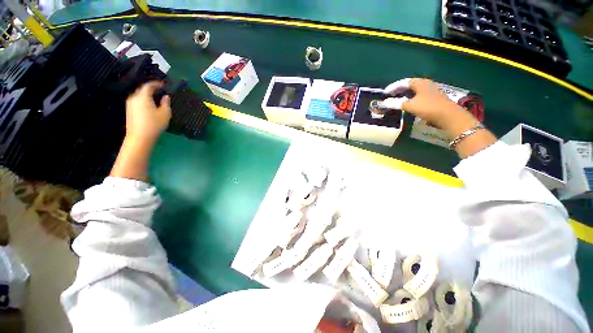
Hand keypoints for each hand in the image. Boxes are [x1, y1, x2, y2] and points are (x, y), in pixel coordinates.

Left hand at [125, 81, 170, 141]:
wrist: (140, 137)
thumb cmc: (154, 124)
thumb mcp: (165, 114)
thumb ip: (166, 103)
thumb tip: (165, 96)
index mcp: (143, 96)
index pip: (149, 85)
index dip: (156, 84)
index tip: (164, 84)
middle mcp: (134, 97)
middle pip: (142, 89)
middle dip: (151, 89)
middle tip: (160, 91)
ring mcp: (130, 104)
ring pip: (139, 95)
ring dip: (147, 95)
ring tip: (156, 98)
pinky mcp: (129, 110)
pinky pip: (137, 101)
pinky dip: (144, 100)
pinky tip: (150, 105)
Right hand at [383, 78, 458, 125]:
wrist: (448, 116)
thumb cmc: (428, 107)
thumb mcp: (409, 105)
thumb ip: (396, 103)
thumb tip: (384, 102)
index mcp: (420, 83)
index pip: (403, 82)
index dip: (393, 87)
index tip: (385, 93)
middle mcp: (426, 84)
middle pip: (409, 86)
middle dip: (399, 91)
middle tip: (390, 97)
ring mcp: (431, 91)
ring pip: (414, 92)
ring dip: (405, 96)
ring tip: (397, 101)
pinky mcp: (433, 99)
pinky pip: (418, 97)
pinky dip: (411, 100)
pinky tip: (408, 105)